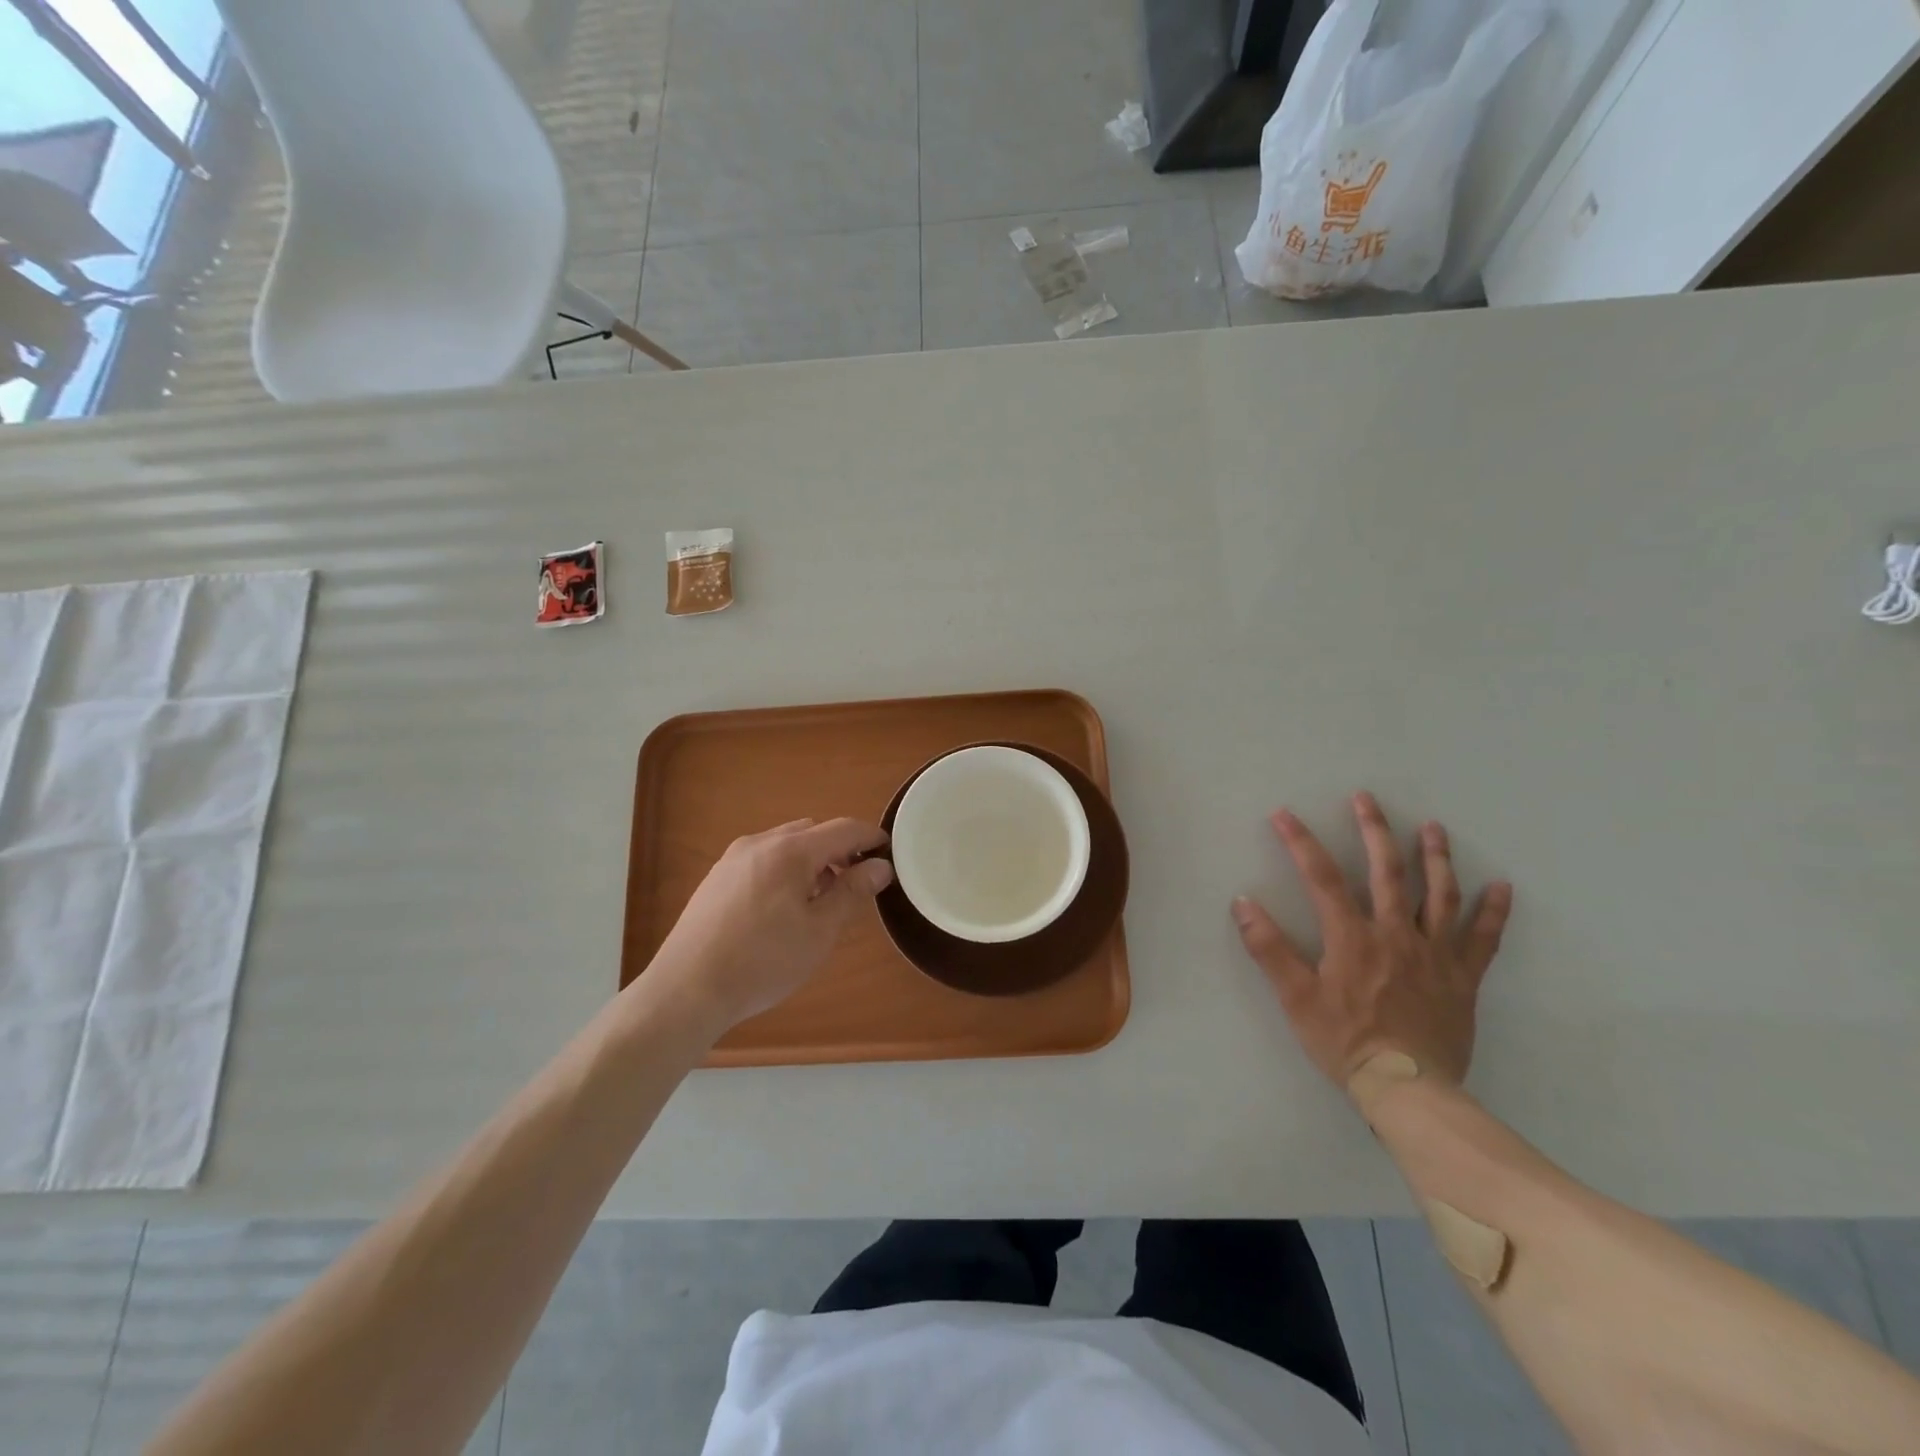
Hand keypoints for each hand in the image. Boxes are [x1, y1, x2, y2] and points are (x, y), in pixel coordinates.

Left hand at [644, 818, 892, 1032]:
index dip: (871, 838)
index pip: (844, 829)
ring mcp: (734, 858)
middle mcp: (761, 842)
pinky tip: (780, 910)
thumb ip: (852, 892)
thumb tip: (880, 867)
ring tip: (817, 902)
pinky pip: (763, 860)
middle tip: (854, 886)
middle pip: (813, 833)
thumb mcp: (819, 931)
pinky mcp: (716, 877)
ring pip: (786, 845)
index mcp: (790, 851)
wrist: (687, 989)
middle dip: (839, 852)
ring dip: (810, 862)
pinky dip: (784, 871)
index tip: (890, 854)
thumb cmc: (763, 961)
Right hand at [1232, 791, 1512, 1089]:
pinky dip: (1492, 910)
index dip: (1300, 842)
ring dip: (1435, 856)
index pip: (1321, 877)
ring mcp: (1434, 953)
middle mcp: (1395, 933)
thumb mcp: (1295, 997)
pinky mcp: (1463, 976)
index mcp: (1352, 936)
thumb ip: (1269, 948)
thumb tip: (1242, 903)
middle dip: (1374, 830)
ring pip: (1438, 894)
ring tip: (1432, 827)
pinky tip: (1500, 886)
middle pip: (1387, 871)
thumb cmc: (1345, 1041)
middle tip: (1366, 798)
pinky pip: (1482, 938)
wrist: (1408, 1088)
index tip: (1284, 815)